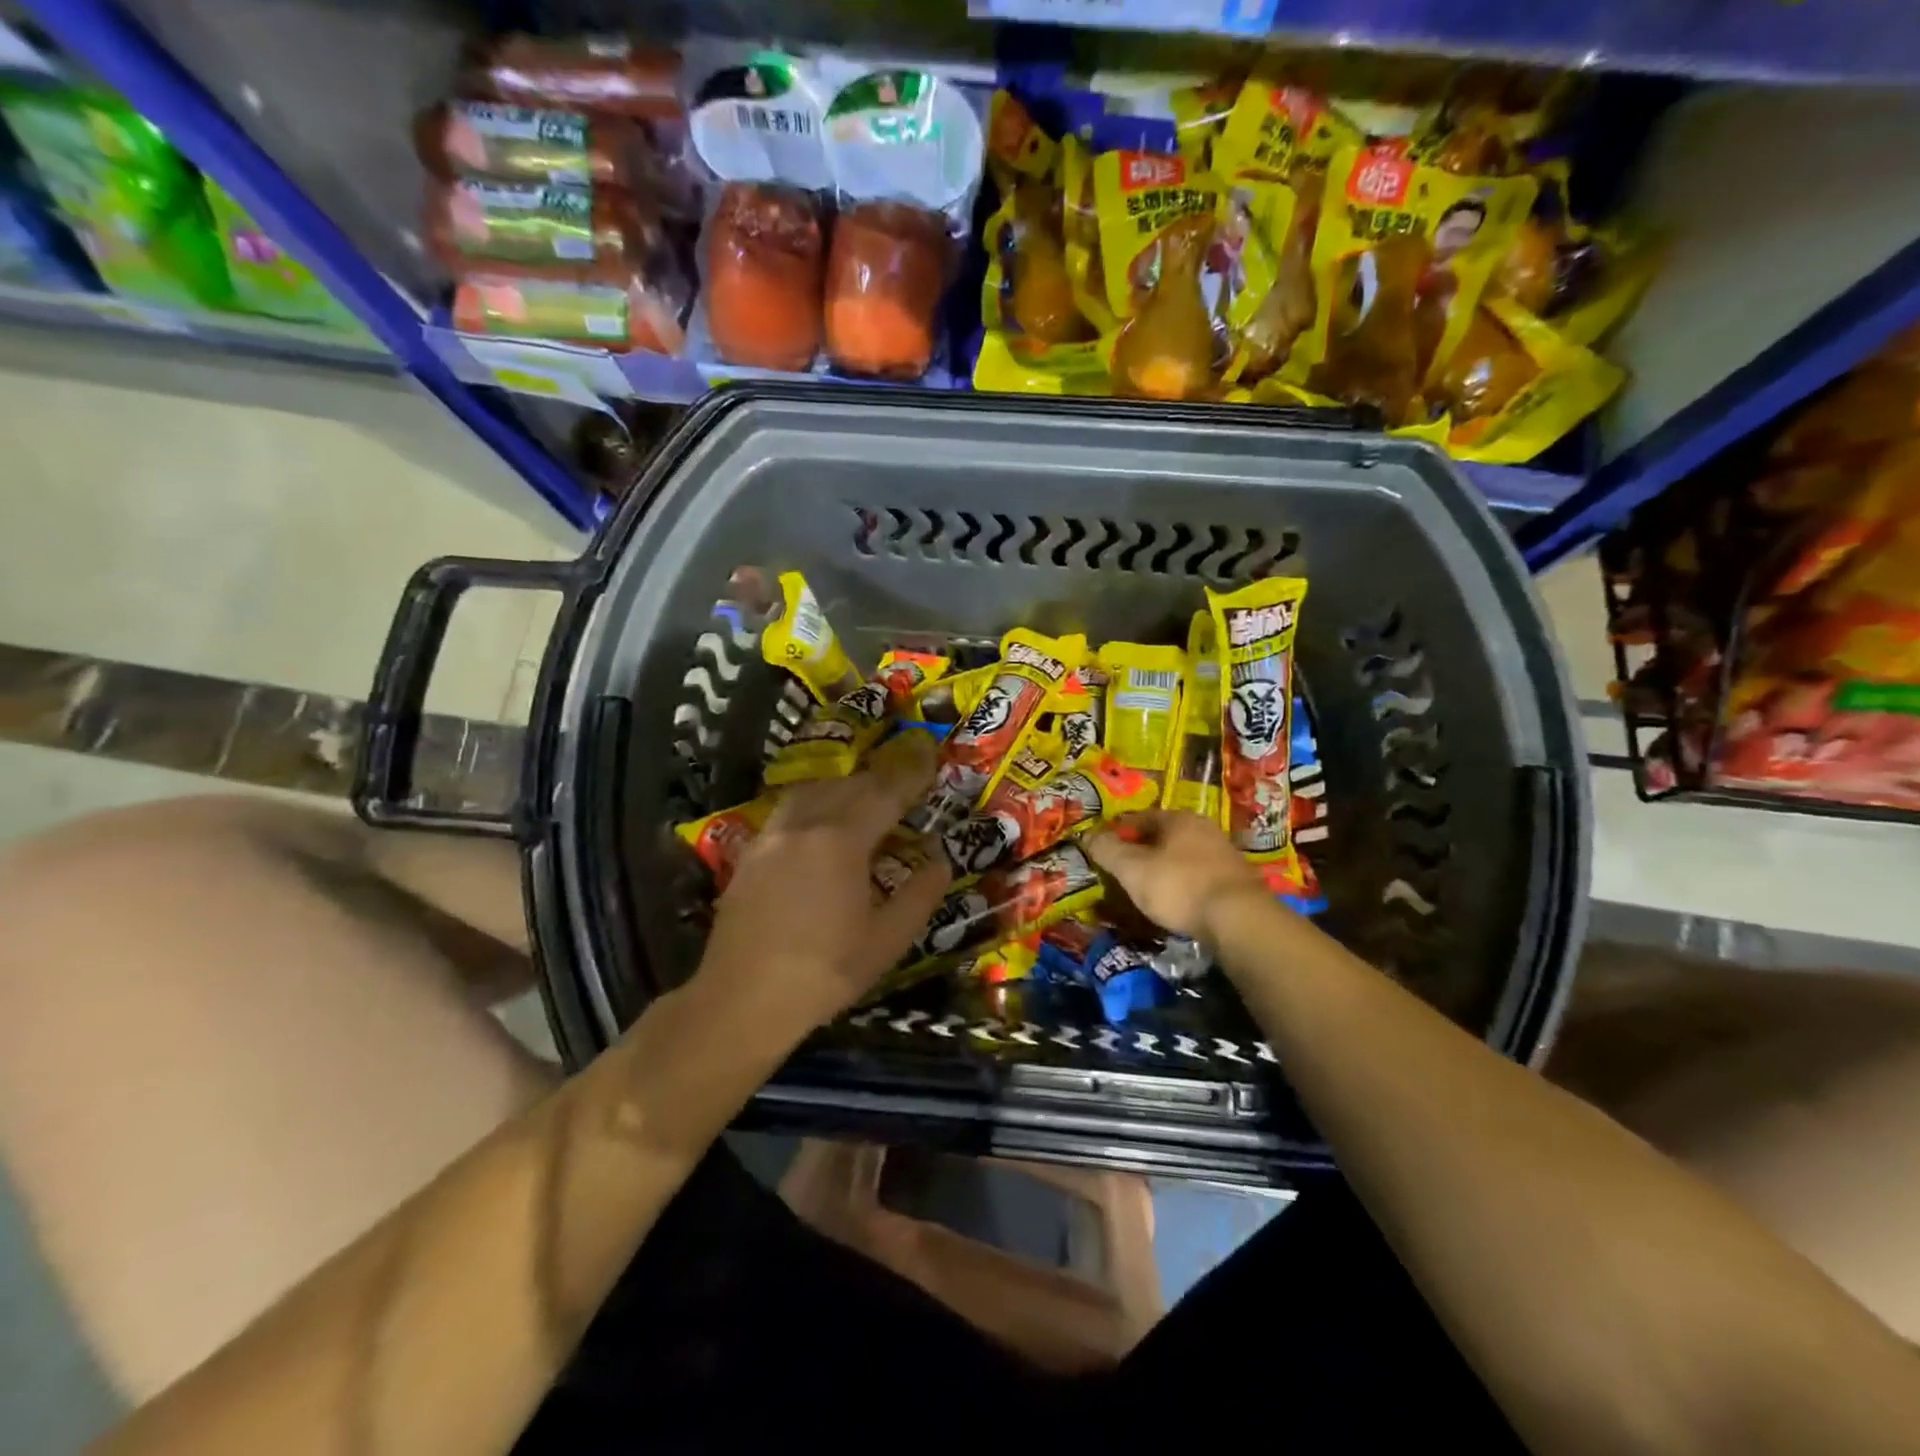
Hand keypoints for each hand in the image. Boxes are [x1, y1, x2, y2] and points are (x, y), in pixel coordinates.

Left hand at [699, 735, 951, 1032]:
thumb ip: (919, 895)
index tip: (928, 759)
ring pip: (811, 792)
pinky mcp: (749, 855)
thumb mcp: (887, 941)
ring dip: (842, 788)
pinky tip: (819, 828)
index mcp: (841, 841)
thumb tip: (940, 861)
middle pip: (847, 786)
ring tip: (862, 800)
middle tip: (902, 785)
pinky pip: (788, 812)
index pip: (884, 794)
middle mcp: (803, 825)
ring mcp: (770, 837)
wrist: (741, 1001)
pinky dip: (813, 805)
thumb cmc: (824, 973)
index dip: (910, 776)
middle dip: (879, 781)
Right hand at [1086, 810, 1271, 947]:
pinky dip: (1185, 885)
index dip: (1119, 831)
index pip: (1140, 817)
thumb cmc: (1179, 887)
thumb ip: (1107, 850)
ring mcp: (1225, 854)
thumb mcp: (1132, 869)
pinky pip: (1200, 877)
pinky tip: (1178, 902)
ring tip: (1149, 889)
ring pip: (1184, 856)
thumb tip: (1087, 835)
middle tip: (1124, 870)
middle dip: (1144, 850)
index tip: (1104, 849)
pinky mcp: (1238, 881)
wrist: (1240, 920)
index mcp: (1178, 819)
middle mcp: (1204, 828)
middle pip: (1164, 835)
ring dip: (1166, 868)